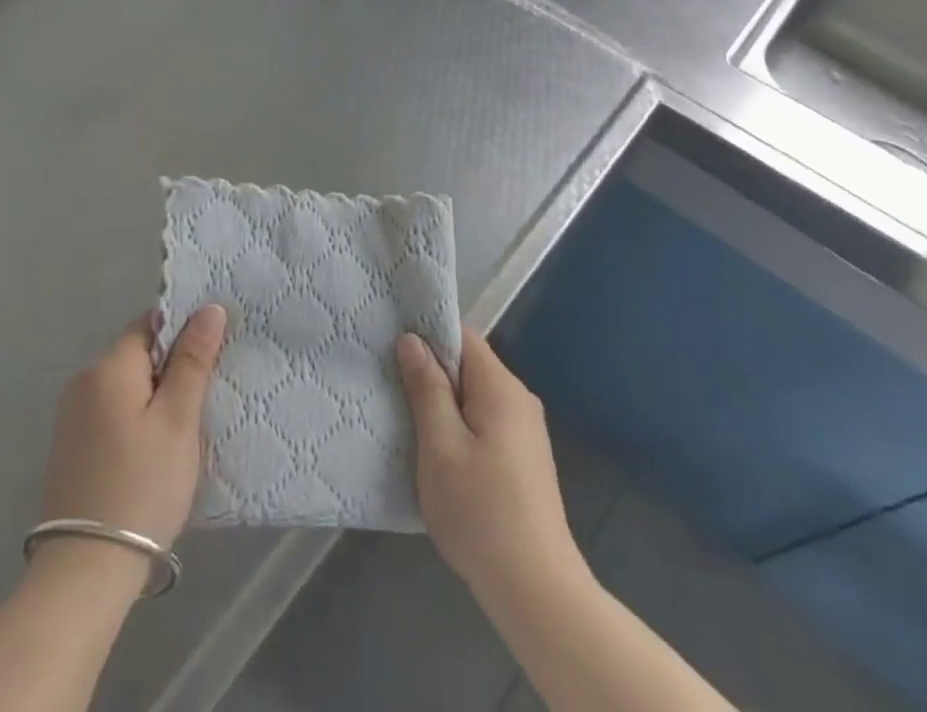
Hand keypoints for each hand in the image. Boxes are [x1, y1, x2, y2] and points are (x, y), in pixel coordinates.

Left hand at [41, 305, 226, 553]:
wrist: (85, 572)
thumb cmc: (141, 487)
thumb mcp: (178, 421)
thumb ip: (193, 360)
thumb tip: (209, 308)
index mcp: (108, 365)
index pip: (152, 323)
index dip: (185, 331)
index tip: (213, 355)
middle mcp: (84, 379)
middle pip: (138, 353)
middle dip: (172, 367)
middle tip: (206, 397)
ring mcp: (72, 414)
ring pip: (127, 384)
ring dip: (155, 395)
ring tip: (186, 426)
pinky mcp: (71, 445)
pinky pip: (112, 410)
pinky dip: (136, 417)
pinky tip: (154, 449)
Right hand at [397, 330, 579, 598]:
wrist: (537, 592)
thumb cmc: (481, 512)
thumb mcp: (440, 446)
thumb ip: (427, 388)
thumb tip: (412, 339)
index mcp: (501, 387)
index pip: (461, 335)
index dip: (426, 333)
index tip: (390, 341)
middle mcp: (518, 399)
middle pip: (468, 365)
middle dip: (430, 370)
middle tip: (389, 380)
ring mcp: (525, 430)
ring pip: (473, 395)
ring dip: (441, 401)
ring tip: (404, 413)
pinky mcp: (523, 458)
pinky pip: (483, 421)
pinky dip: (457, 424)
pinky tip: (435, 448)